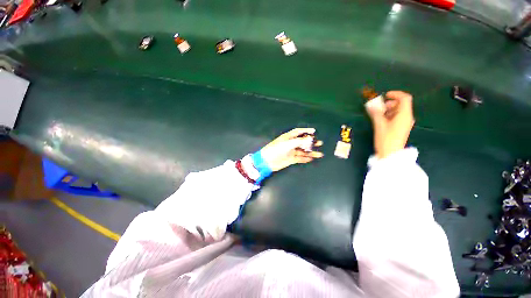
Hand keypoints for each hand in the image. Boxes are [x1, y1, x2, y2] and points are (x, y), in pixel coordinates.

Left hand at [260, 128, 323, 171]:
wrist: (268, 161)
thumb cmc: (276, 149)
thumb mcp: (288, 143)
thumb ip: (299, 141)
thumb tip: (309, 140)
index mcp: (288, 137)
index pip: (298, 132)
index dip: (306, 130)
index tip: (314, 131)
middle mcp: (290, 143)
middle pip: (303, 142)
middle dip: (311, 142)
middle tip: (319, 143)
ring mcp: (291, 151)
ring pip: (303, 151)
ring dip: (311, 152)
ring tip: (319, 154)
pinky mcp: (291, 159)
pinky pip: (300, 158)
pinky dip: (305, 158)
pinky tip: (311, 159)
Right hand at [365, 91, 414, 159]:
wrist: (390, 154)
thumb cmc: (386, 139)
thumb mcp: (379, 125)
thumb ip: (376, 113)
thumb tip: (370, 105)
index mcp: (404, 115)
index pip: (404, 98)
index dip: (395, 94)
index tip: (384, 96)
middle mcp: (407, 117)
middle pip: (401, 104)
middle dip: (389, 103)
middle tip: (379, 107)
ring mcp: (405, 123)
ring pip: (398, 111)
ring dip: (388, 109)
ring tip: (378, 114)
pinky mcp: (401, 127)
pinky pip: (397, 117)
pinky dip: (389, 115)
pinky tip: (381, 120)